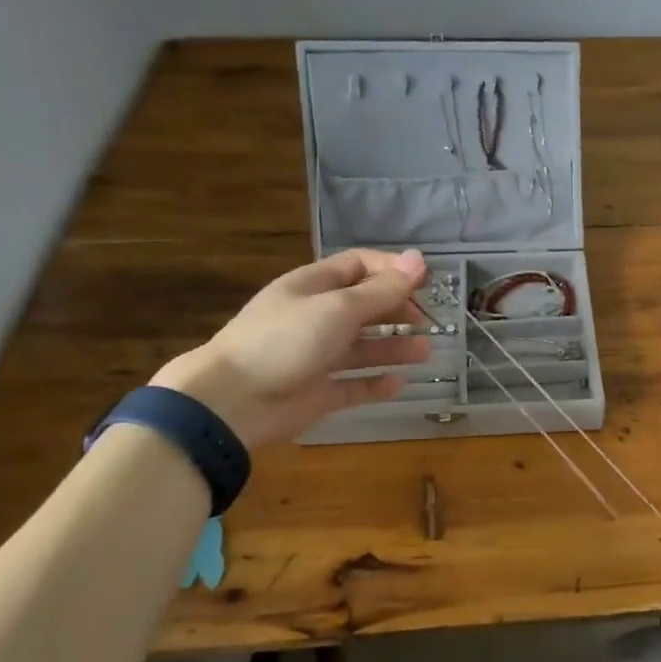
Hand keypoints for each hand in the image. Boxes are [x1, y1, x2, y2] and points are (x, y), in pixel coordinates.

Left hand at [151, 248, 431, 446]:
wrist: (232, 401)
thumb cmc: (285, 341)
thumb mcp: (338, 308)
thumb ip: (382, 289)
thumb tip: (420, 260)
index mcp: (313, 287)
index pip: (358, 266)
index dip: (392, 270)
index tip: (426, 282)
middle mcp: (315, 318)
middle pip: (364, 306)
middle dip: (397, 310)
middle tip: (428, 321)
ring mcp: (316, 357)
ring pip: (363, 347)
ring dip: (394, 347)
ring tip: (426, 351)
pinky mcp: (317, 393)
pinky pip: (353, 386)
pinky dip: (376, 384)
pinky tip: (400, 383)